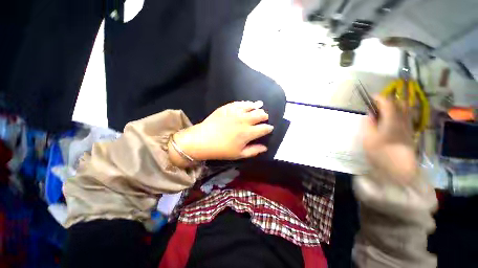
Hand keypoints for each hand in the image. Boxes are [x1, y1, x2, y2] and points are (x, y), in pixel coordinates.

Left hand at [170, 101, 273, 166]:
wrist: (203, 139)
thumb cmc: (221, 150)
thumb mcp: (239, 154)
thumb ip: (254, 151)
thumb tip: (265, 147)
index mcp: (248, 133)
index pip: (264, 128)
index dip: (269, 128)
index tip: (269, 128)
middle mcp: (244, 120)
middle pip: (260, 115)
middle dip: (265, 117)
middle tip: (264, 119)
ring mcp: (236, 112)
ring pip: (252, 106)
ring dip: (257, 108)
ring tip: (258, 110)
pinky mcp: (228, 107)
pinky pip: (240, 103)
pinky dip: (246, 104)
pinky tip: (248, 105)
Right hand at [362, 96, 416, 183]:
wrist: (400, 169)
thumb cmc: (381, 153)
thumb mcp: (368, 139)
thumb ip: (368, 124)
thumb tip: (369, 114)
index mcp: (392, 120)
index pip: (388, 103)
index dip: (380, 97)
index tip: (371, 97)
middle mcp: (403, 121)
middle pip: (400, 104)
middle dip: (390, 100)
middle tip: (378, 103)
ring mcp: (408, 127)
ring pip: (405, 110)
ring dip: (395, 106)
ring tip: (384, 110)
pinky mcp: (410, 134)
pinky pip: (406, 118)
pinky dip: (399, 114)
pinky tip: (392, 120)